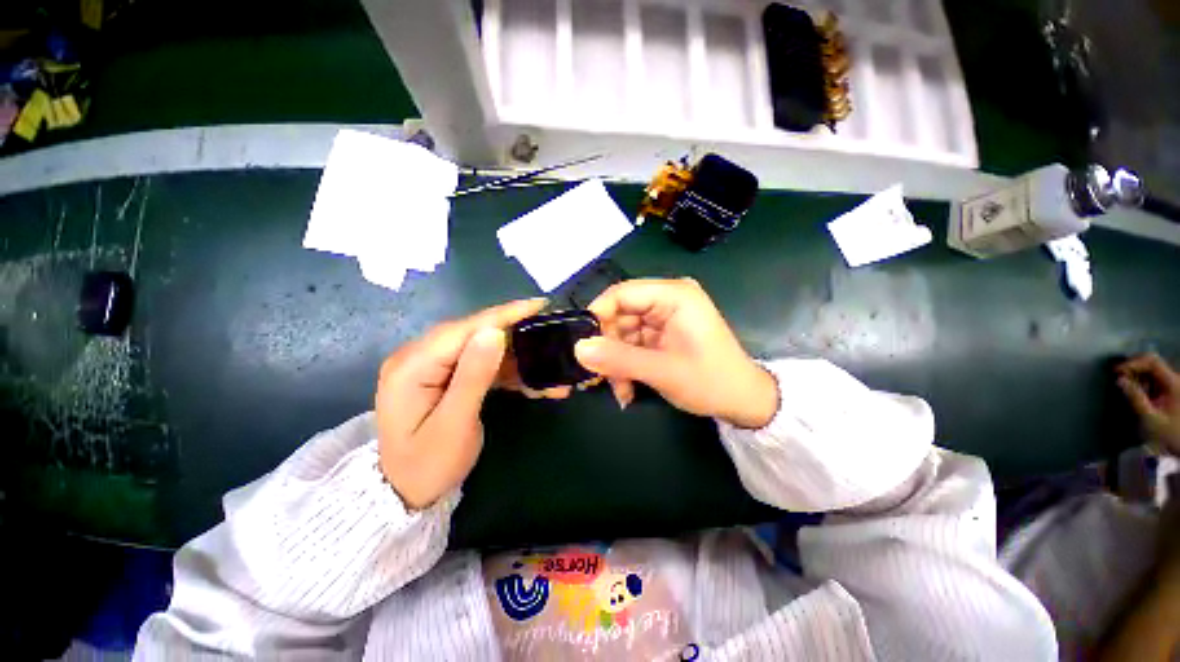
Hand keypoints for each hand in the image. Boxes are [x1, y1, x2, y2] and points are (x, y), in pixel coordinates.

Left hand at [375, 298, 547, 508]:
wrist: (404, 493)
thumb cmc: (428, 465)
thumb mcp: (454, 424)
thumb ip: (473, 376)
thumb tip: (494, 332)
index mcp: (412, 365)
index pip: (464, 329)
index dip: (503, 315)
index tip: (538, 305)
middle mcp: (417, 356)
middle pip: (472, 332)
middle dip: (512, 331)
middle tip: (547, 329)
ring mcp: (429, 365)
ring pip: (478, 346)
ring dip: (512, 353)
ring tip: (543, 356)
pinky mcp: (441, 374)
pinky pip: (477, 362)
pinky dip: (503, 367)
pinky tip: (525, 374)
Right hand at [574, 278, 778, 428]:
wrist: (744, 401)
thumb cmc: (711, 382)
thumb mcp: (662, 371)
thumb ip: (619, 359)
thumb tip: (578, 349)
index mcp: (674, 295)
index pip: (622, 293)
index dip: (598, 315)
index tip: (582, 344)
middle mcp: (668, 299)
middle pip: (620, 314)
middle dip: (609, 347)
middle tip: (600, 377)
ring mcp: (664, 317)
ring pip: (623, 332)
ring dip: (617, 361)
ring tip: (620, 389)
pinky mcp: (662, 333)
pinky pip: (633, 343)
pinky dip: (626, 364)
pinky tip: (628, 387)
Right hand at [1117, 353, 1179, 456]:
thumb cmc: (1169, 432)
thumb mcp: (1151, 417)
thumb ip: (1136, 398)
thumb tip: (1119, 380)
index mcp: (1173, 382)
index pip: (1151, 361)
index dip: (1132, 363)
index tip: (1116, 371)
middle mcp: (1175, 378)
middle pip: (1152, 364)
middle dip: (1133, 368)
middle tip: (1117, 376)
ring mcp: (1174, 383)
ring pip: (1152, 371)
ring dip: (1137, 375)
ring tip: (1126, 385)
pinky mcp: (1171, 388)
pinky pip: (1155, 378)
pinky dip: (1143, 381)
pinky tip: (1137, 390)